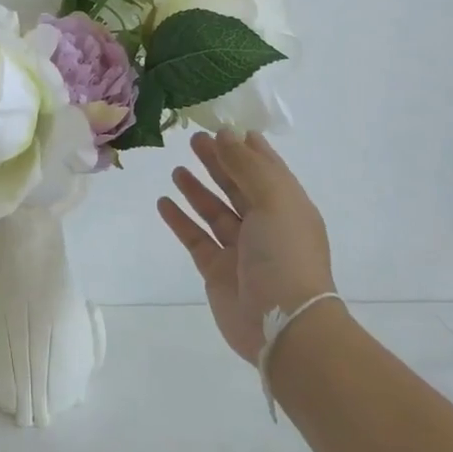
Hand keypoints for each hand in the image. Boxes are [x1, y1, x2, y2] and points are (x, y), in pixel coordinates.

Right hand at [157, 131, 335, 364]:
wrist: (283, 323)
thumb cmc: (285, 255)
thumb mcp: (274, 201)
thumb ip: (247, 167)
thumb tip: (227, 134)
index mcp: (288, 208)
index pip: (267, 170)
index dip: (248, 149)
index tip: (226, 128)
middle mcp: (266, 225)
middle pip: (238, 187)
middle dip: (219, 163)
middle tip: (194, 140)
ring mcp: (240, 249)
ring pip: (215, 211)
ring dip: (198, 189)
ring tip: (178, 169)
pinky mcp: (216, 269)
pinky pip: (195, 237)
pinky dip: (180, 220)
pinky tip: (164, 202)